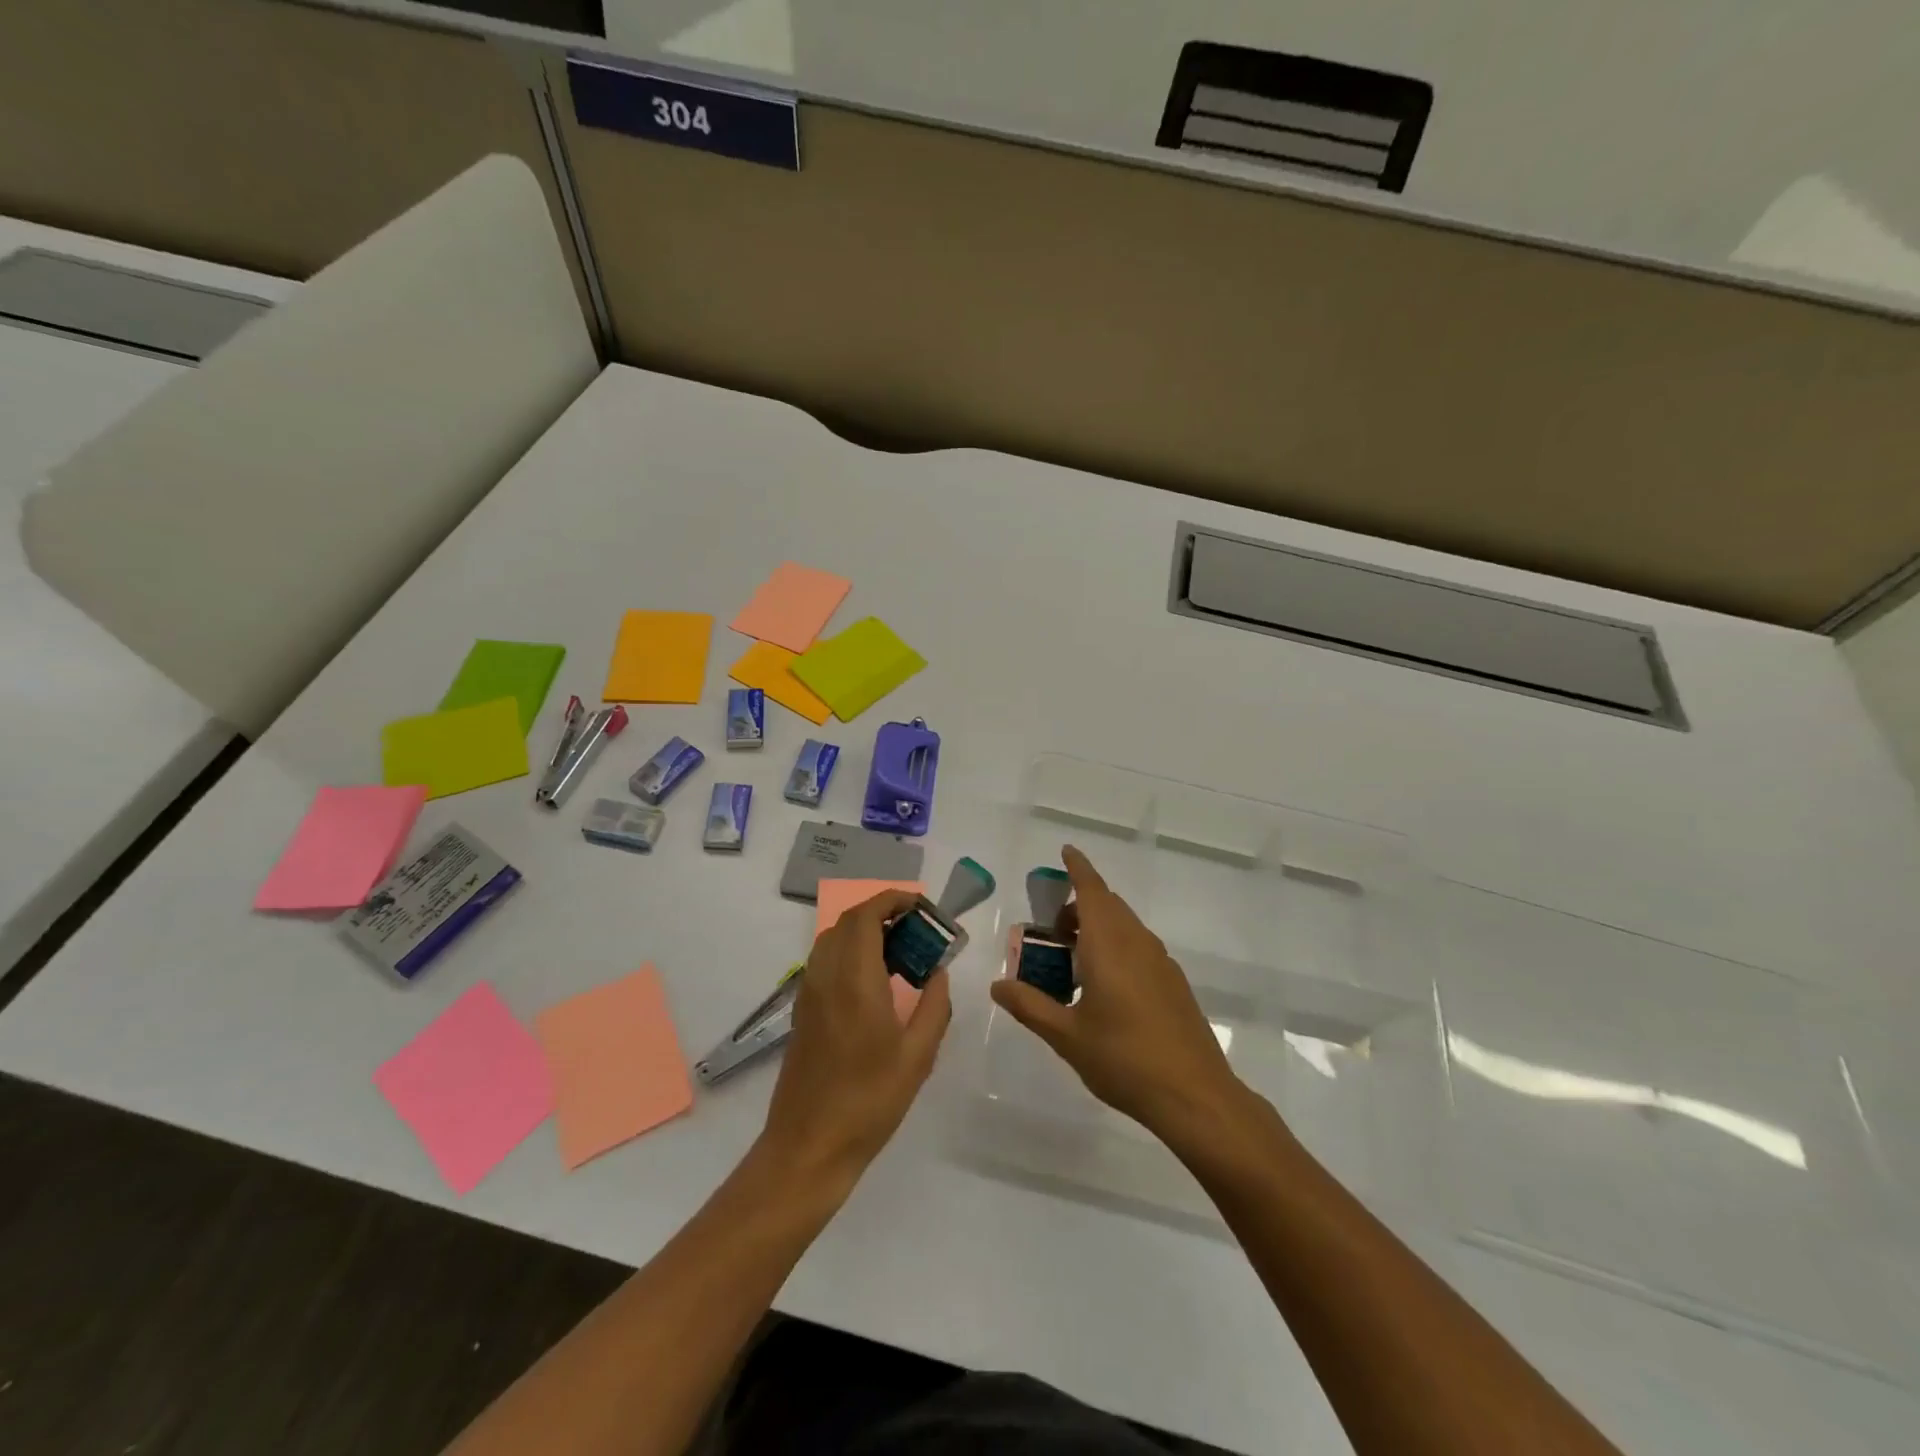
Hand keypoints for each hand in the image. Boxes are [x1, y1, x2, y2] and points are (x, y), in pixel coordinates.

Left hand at [758, 889, 951, 1189]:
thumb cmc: (869, 1102)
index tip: (923, 907)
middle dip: (883, 912)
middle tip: (918, 929)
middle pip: (848, 921)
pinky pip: (825, 961)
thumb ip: (934, 1006)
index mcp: (854, 981)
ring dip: (865, 930)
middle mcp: (825, 976)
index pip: (866, 916)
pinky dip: (850, 952)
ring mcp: (809, 993)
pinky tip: (876, 981)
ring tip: (901, 952)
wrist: (808, 1147)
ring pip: (833, 939)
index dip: (893, 899)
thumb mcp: (917, 1057)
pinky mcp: (803, 1011)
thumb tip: (938, 972)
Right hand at [989, 846, 1243, 1139]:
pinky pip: (1139, 946)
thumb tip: (997, 985)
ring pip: (1125, 926)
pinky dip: (1116, 946)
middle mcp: (1137, 943)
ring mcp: (1160, 962)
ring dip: (1098, 926)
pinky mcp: (1173, 982)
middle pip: (1107, 905)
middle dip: (1078, 905)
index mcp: (1109, 946)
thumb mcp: (1066, 1036)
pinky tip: (1104, 986)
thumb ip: (1030, 1005)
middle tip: (1050, 929)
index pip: (1091, 891)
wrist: (1195, 1095)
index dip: (1077, 868)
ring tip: (1072, 959)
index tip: (1065, 851)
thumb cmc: (1124, 1059)